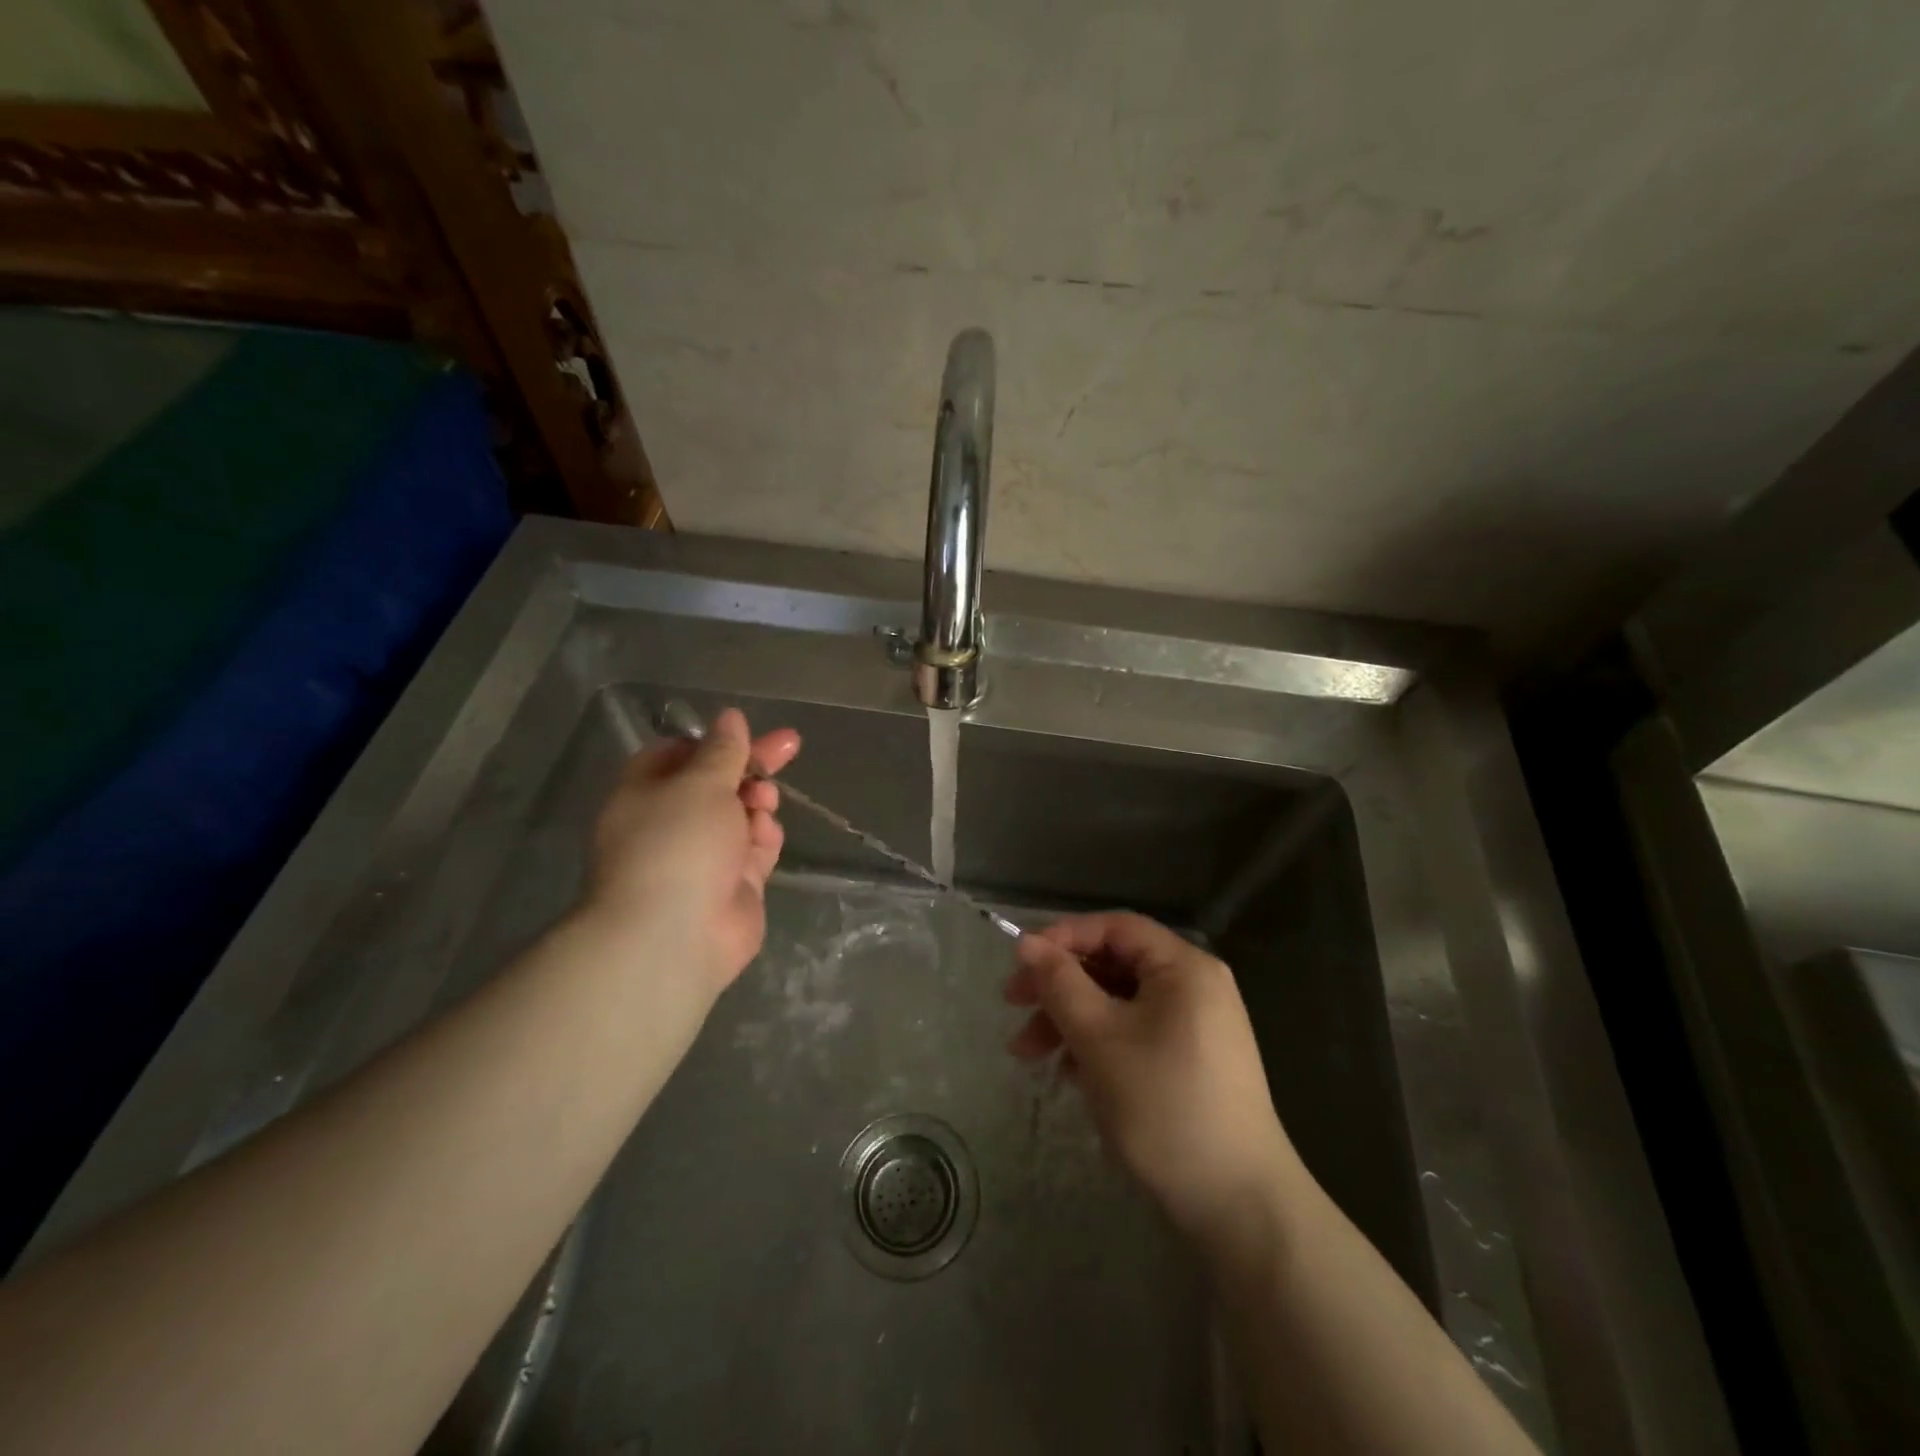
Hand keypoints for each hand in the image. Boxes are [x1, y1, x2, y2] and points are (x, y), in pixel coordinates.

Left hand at [583, 708, 800, 993]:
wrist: (674, 936)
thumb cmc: (677, 844)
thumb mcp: (701, 783)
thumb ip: (723, 750)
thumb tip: (730, 717)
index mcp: (646, 793)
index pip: (680, 754)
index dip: (714, 742)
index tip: (747, 733)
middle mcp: (672, 822)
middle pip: (718, 784)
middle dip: (752, 767)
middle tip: (790, 746)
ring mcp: (703, 856)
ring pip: (741, 816)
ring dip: (757, 803)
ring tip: (763, 804)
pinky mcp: (732, 885)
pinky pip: (754, 849)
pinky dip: (763, 838)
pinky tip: (764, 836)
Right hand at [1005, 912, 1300, 1246]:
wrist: (1239, 1207)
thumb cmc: (1164, 1106)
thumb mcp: (1099, 1038)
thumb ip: (1060, 983)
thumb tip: (1026, 942)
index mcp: (1183, 967)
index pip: (1115, 927)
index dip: (1063, 937)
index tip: (1020, 963)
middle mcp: (1195, 987)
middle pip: (1114, 965)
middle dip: (1059, 986)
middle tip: (1012, 1006)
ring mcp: (1196, 1027)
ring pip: (1119, 1004)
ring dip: (1071, 1021)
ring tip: (1028, 1055)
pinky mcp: (1191, 1063)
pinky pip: (1135, 1034)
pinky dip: (1098, 1045)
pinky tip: (1068, 1074)